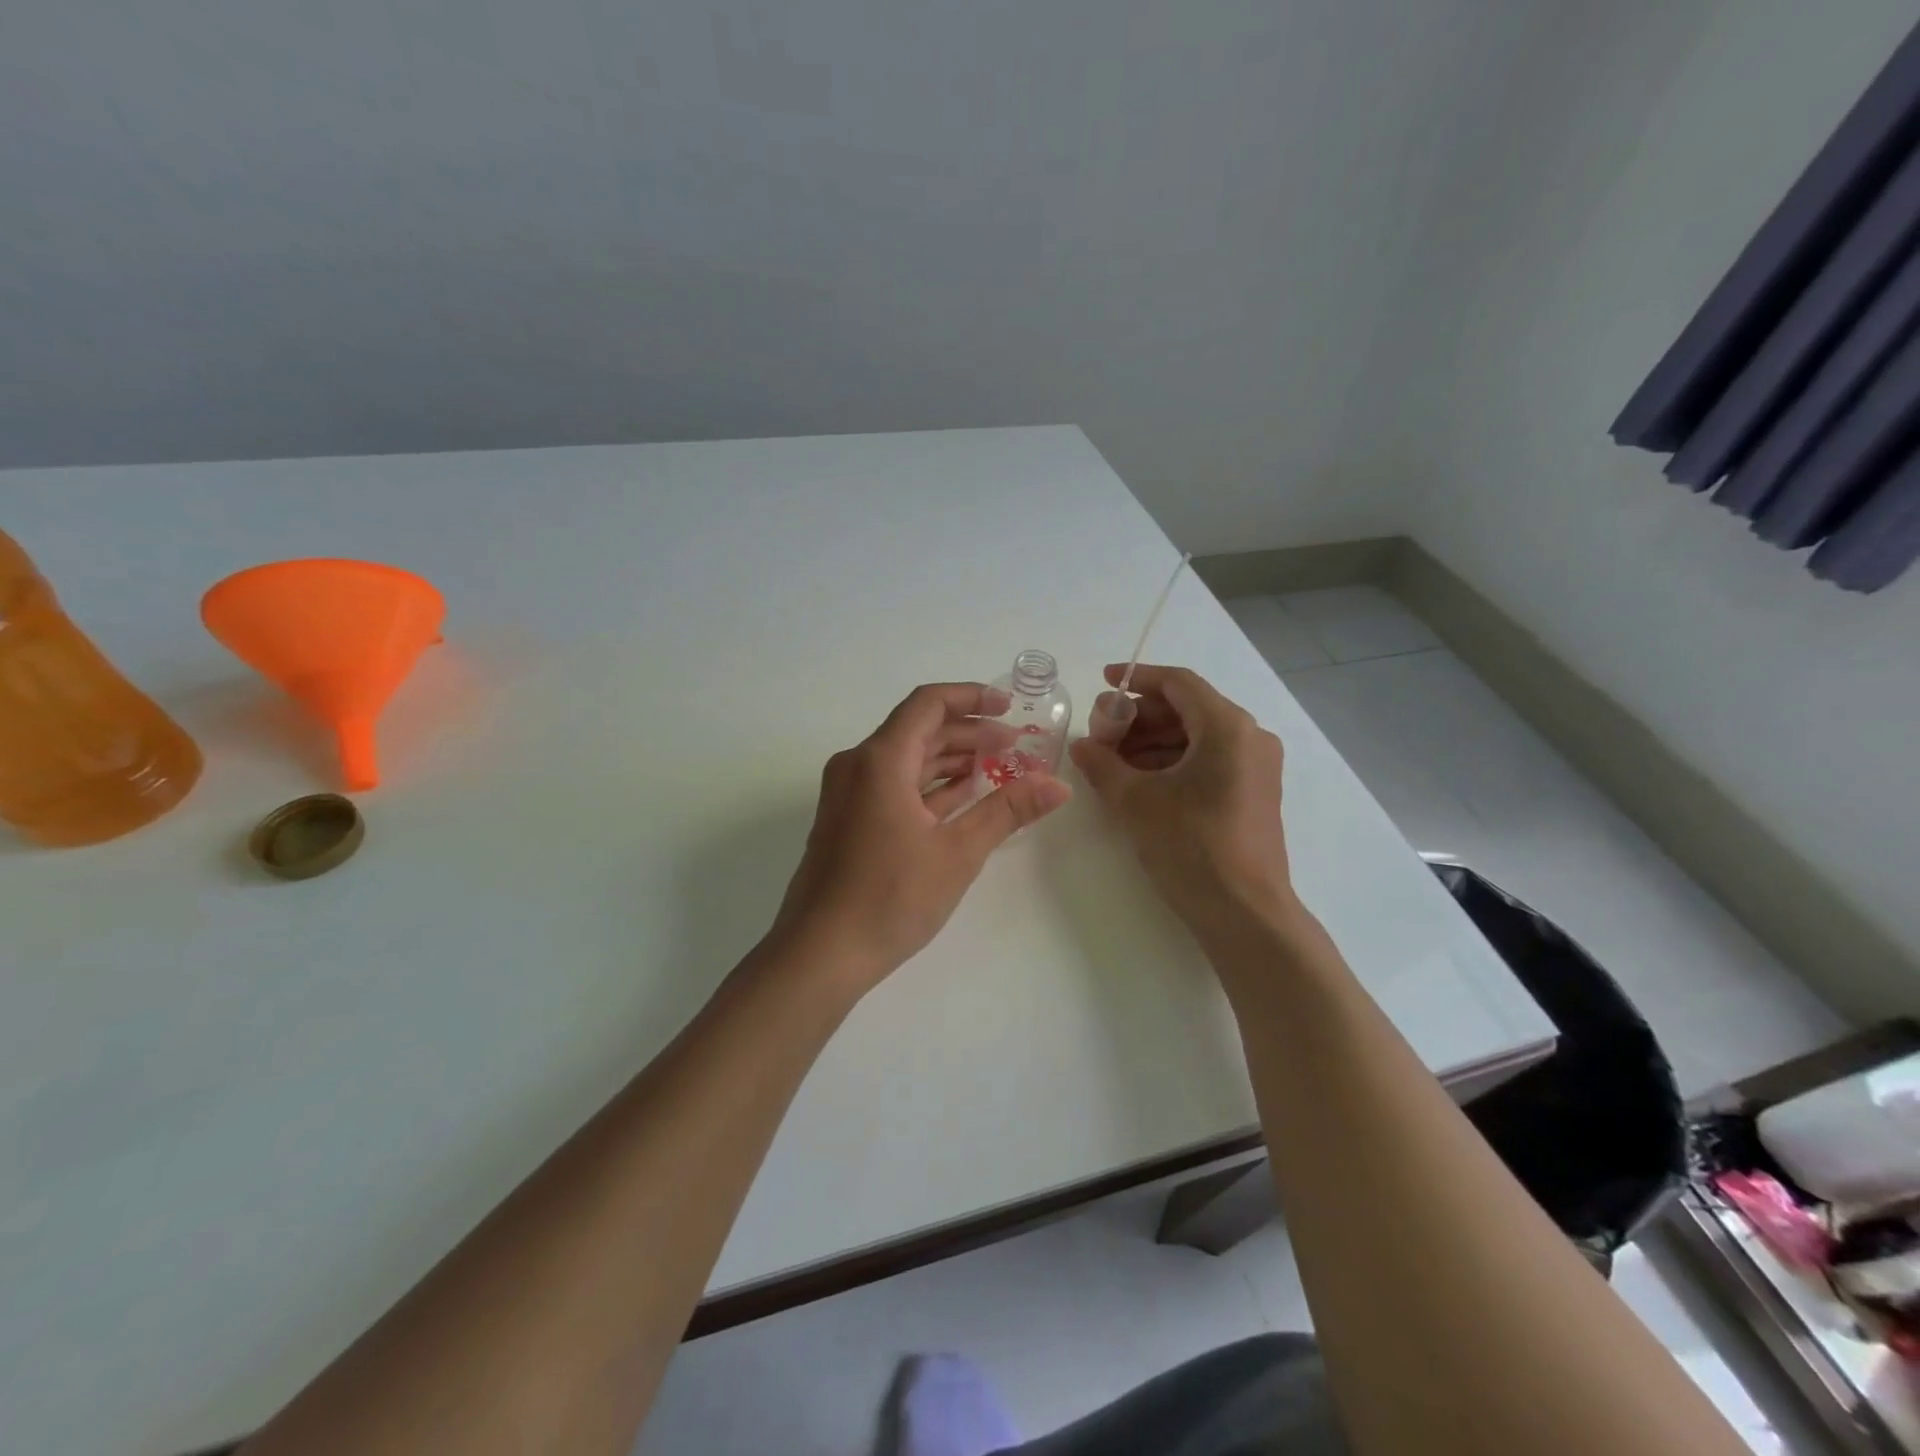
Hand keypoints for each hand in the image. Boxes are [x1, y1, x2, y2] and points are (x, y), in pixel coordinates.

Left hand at [772, 682, 1071, 992]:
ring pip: (906, 759)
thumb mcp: (958, 852)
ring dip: (950, 759)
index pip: (928, 704)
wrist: (820, 953)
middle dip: (969, 732)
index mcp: (879, 760)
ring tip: (997, 768)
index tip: (1010, 707)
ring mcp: (849, 794)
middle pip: (918, 730)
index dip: (972, 698)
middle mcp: (858, 766)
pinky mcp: (848, 821)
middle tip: (1015, 745)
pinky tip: (962, 796)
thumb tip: (1058, 786)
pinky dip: (929, 785)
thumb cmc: (890, 897)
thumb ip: (1008, 810)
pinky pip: (893, 785)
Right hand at [1069, 664, 1294, 930]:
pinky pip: (1209, 760)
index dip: (1137, 678)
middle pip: (1188, 708)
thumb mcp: (1135, 801)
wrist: (1244, 913)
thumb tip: (1082, 745)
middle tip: (1101, 732)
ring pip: (1197, 736)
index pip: (1178, 683)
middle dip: (1140, 716)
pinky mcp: (1253, 793)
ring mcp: (1256, 767)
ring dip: (1153, 741)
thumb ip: (1102, 764)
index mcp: (1227, 727)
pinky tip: (1140, 781)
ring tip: (1113, 760)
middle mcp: (1249, 737)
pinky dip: (1173, 762)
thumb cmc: (1190, 846)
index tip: (1102, 682)